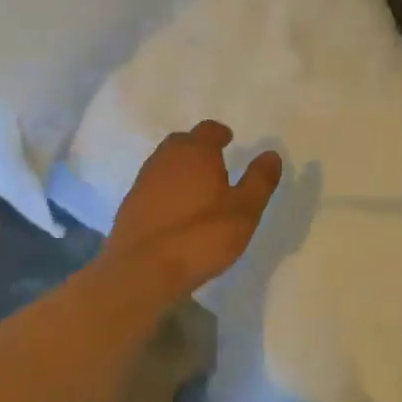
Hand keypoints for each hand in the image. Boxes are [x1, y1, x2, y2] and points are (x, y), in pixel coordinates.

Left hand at [102, 121, 283, 305]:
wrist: (141, 272)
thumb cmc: (200, 236)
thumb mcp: (244, 211)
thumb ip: (259, 180)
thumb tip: (271, 154)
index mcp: (196, 152)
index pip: (208, 129)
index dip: (220, 134)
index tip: (229, 140)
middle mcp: (166, 158)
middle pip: (183, 142)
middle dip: (198, 148)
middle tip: (215, 163)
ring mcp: (143, 181)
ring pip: (165, 163)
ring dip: (181, 169)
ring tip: (197, 189)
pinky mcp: (129, 206)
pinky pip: (153, 187)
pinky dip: (166, 190)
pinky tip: (176, 212)